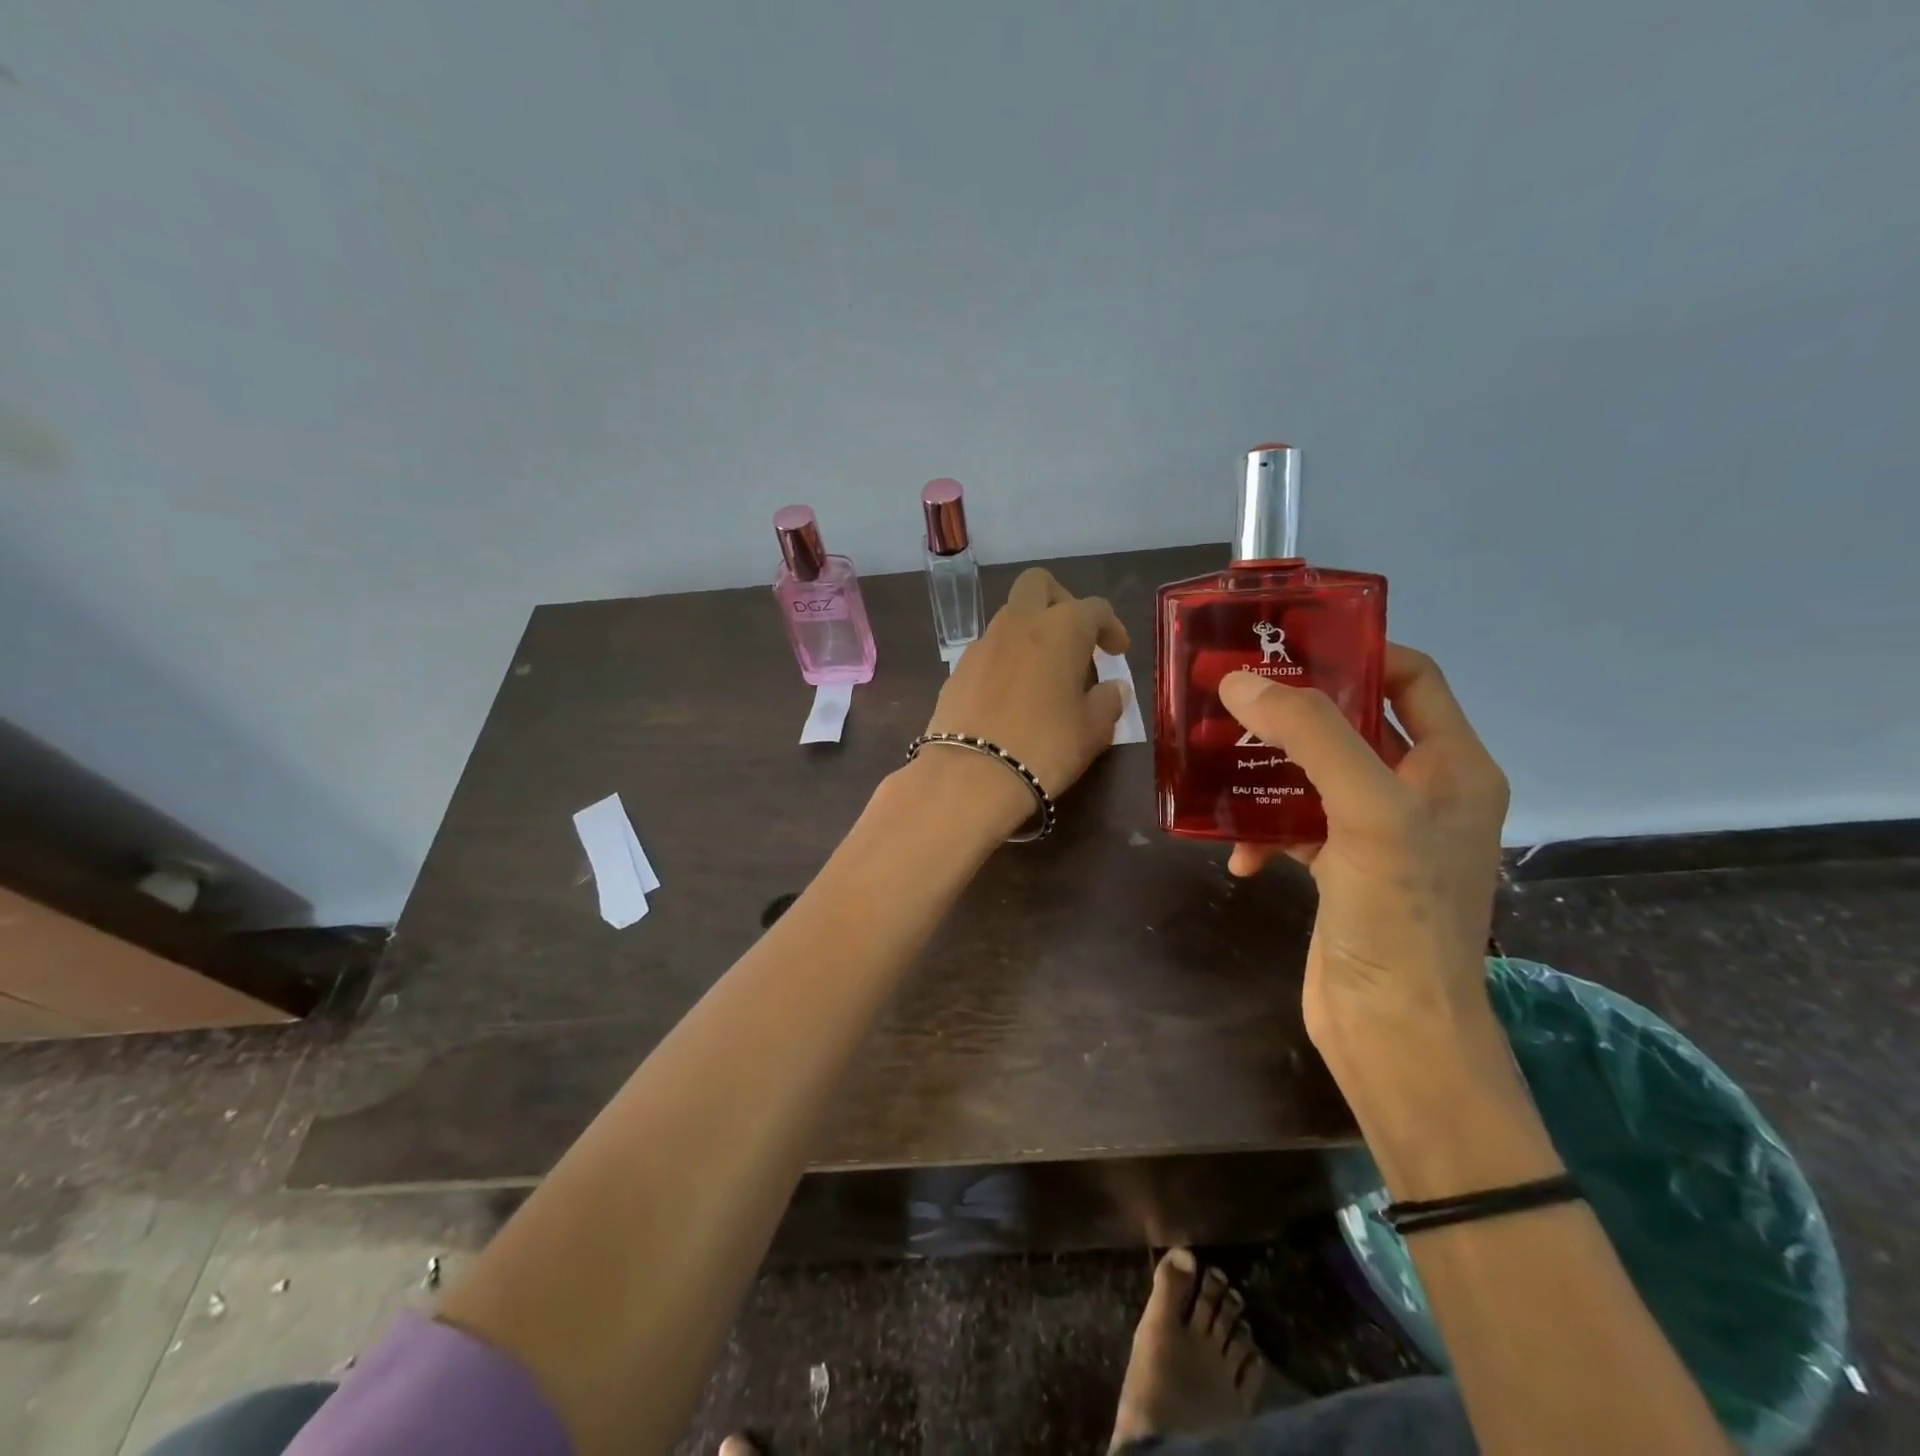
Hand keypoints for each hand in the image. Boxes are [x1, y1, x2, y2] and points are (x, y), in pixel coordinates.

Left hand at [923, 568, 1130, 807]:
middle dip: (1061, 601)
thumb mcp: (1093, 730)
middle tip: (1075, 638)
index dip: (1111, 626)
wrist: (970, 776)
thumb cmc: (1045, 747)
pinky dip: (1006, 660)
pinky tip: (1012, 695)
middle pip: (1039, 585)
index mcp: (1060, 629)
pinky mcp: (956, 670)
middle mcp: (1018, 624)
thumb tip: (1113, 688)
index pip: (1094, 608)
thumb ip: (1108, 702)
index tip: (1117, 652)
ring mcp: (982, 645)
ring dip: (1031, 633)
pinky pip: (988, 651)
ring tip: (1045, 673)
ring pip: (1010, 617)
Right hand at [1216, 646, 1508, 1065]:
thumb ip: (1312, 737)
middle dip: (1293, 707)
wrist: (1393, 1032)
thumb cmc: (1400, 917)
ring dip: (1267, 768)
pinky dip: (1262, 829)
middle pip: (1352, 723)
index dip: (1357, 651)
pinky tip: (1236, 852)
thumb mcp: (1368, 813)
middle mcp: (1419, 793)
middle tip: (1232, 693)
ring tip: (1215, 760)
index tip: (1288, 641)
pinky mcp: (1339, 869)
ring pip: (1314, 773)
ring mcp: (1377, 834)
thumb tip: (1241, 681)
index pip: (1412, 678)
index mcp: (1453, 767)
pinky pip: (1294, 825)